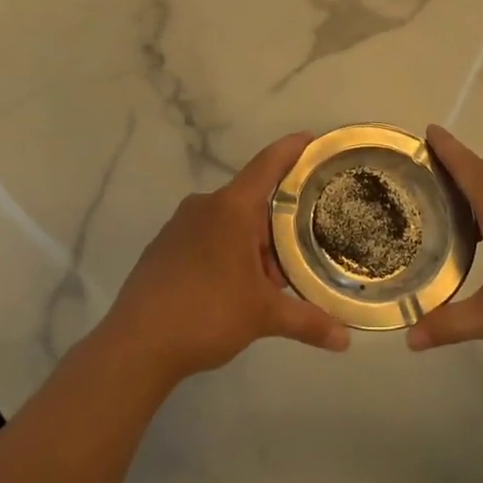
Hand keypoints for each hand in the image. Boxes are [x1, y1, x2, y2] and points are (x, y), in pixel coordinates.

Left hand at [99, 132, 350, 386]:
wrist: (136, 345)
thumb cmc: (206, 314)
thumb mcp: (263, 316)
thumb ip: (307, 321)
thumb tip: (346, 339)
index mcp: (231, 208)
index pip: (267, 165)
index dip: (291, 149)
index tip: (311, 138)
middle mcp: (204, 207)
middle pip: (251, 202)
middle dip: (277, 224)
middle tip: (304, 247)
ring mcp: (179, 226)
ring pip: (228, 223)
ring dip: (252, 244)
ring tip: (272, 279)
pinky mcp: (163, 248)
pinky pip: (206, 238)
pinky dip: (227, 253)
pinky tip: (234, 287)